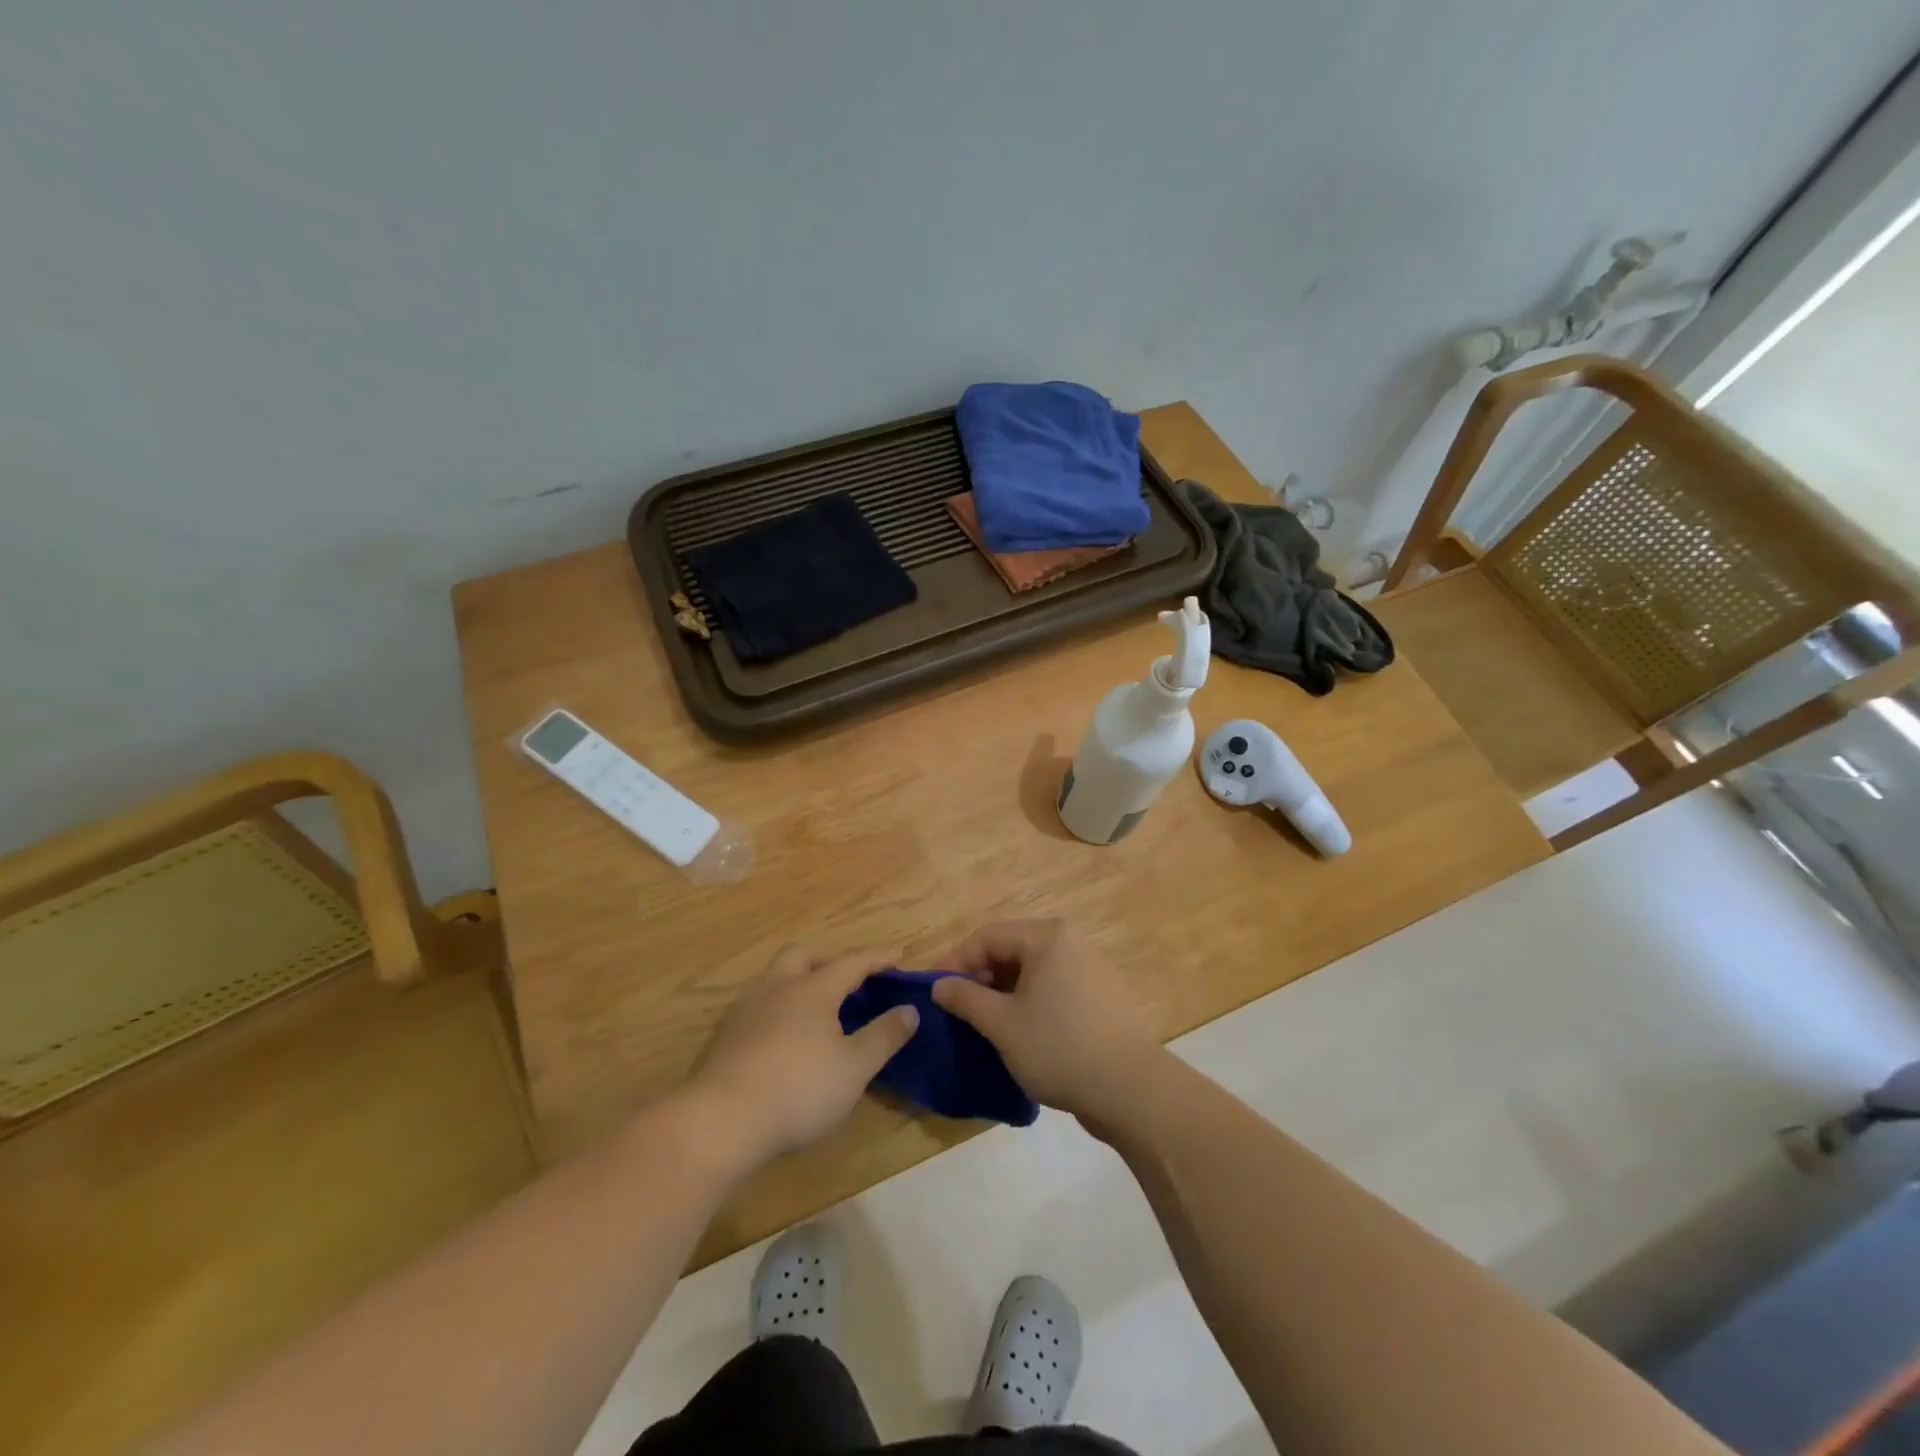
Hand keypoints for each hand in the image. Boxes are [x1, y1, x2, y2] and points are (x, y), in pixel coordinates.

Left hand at [686, 945, 918, 1172]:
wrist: (719, 1121)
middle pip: (803, 955)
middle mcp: (777, 987)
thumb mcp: (854, 1068)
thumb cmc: (797, 1090)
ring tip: (815, 1005)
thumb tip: (910, 1010)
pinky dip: (777, 1006)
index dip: (877, 958)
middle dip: (829, 959)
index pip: (851, 962)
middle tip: (849, 977)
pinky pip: (757, 1004)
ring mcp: (745, 1009)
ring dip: (798, 979)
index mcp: (813, 990)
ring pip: (774, 977)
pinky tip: (781, 1034)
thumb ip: (884, 1036)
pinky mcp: (724, 1035)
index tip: (898, 956)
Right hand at [931, 920, 1161, 1130]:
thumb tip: (939, 985)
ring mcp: (1089, 968)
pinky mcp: (1099, 995)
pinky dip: (1028, 1001)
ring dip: (1002, 991)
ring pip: (1031, 970)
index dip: (955, 960)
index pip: (988, 936)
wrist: (1132, 1090)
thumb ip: (966, 998)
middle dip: (979, 975)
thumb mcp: (1003, 1024)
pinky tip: (1018, 1031)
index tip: (933, 989)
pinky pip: (1052, 986)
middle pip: (1011, 948)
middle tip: (956, 1007)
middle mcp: (1070, 942)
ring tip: (983, 1022)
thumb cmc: (1060, 1048)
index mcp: (1047, 937)